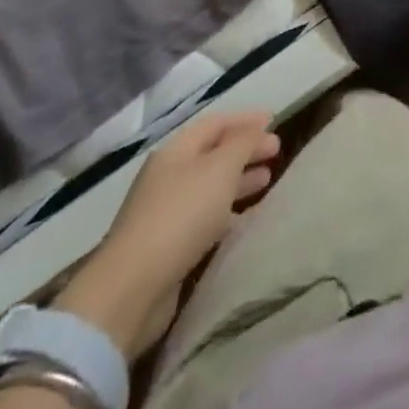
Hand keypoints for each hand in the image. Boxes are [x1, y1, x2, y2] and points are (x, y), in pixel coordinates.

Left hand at [53, 110, 279, 356]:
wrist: (133, 288)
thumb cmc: (181, 215)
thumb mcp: (220, 169)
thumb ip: (243, 144)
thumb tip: (257, 129)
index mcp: (177, 150)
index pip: (216, 124)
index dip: (245, 120)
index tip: (274, 122)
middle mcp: (169, 175)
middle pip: (213, 154)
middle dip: (245, 150)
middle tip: (276, 153)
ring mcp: (166, 212)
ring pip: (210, 186)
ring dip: (238, 181)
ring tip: (266, 182)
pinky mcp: (168, 246)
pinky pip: (205, 217)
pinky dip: (227, 212)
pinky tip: (243, 219)